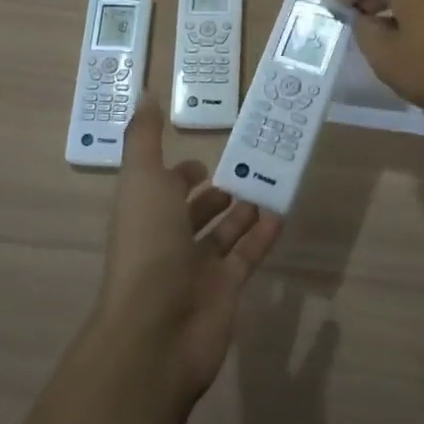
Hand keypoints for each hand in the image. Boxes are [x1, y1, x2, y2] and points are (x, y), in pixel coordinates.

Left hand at [92, 98, 283, 405]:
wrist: (157, 330)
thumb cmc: (147, 245)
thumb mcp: (142, 179)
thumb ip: (145, 138)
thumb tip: (144, 93)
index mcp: (144, 211)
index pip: (162, 187)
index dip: (180, 173)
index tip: (206, 157)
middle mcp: (168, 238)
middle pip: (193, 212)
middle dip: (215, 193)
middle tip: (246, 169)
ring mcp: (197, 268)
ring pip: (223, 234)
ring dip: (242, 212)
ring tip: (268, 186)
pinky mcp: (225, 289)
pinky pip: (247, 256)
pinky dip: (262, 236)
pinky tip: (281, 214)